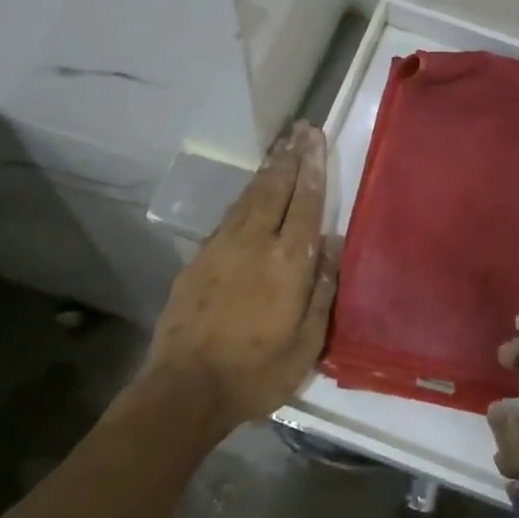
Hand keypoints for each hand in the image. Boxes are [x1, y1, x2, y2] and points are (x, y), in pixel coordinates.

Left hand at [148, 123, 338, 429]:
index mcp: (287, 262)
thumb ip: (323, 290)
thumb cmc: (256, 373)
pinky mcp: (199, 258)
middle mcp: (254, 243)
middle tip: (300, 129)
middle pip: (275, 189)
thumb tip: (333, 244)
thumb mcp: (306, 344)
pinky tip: (250, 193)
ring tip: (280, 149)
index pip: (305, 203)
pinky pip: (229, 216)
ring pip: (249, 197)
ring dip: (267, 171)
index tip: (315, 138)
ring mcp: (222, 247)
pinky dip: (245, 197)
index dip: (312, 168)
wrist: (185, 388)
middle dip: (289, 156)